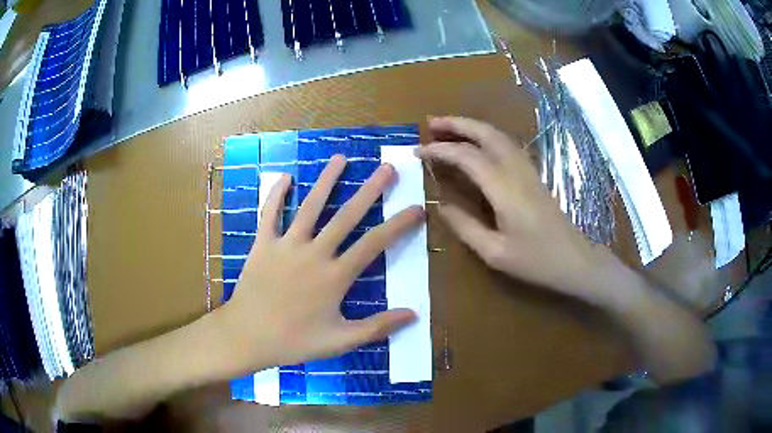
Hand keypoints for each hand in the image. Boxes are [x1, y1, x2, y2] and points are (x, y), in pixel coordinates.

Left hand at [219, 155, 422, 370]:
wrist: (247, 336)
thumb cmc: (294, 341)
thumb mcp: (339, 341)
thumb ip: (377, 327)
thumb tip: (413, 314)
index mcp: (335, 276)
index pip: (374, 244)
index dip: (399, 225)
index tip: (417, 208)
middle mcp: (314, 253)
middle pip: (347, 216)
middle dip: (370, 191)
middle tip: (387, 168)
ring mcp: (286, 245)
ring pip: (310, 207)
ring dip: (326, 181)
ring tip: (340, 158)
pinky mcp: (263, 244)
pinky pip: (269, 214)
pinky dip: (277, 194)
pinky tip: (286, 177)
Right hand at [418, 117, 615, 301]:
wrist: (575, 260)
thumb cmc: (536, 261)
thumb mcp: (494, 252)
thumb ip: (465, 226)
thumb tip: (440, 205)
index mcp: (504, 188)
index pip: (467, 156)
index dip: (440, 150)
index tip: (417, 152)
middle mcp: (516, 170)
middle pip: (485, 134)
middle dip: (457, 124)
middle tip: (431, 124)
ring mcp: (527, 170)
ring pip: (498, 136)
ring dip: (472, 127)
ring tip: (448, 128)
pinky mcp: (533, 175)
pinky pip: (506, 145)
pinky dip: (486, 137)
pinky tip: (477, 144)